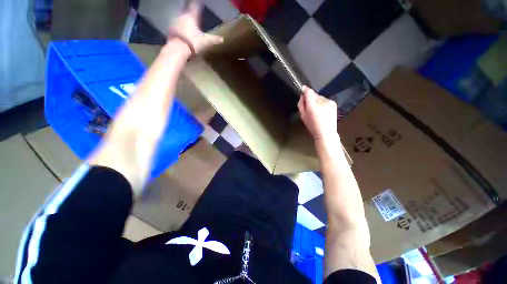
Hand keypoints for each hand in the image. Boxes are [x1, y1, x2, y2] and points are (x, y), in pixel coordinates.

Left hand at [169, 0, 222, 52]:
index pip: (195, 6)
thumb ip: (214, 39)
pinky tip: (181, 27)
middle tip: (191, 7)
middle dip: (189, 8)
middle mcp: (183, 16)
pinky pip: (176, 23)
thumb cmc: (193, 43)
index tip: (199, 0)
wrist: (178, 49)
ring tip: (186, 17)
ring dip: (183, 15)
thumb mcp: (206, 42)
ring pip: (180, 15)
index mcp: (192, 17)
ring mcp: (175, 21)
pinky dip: (179, 23)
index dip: (198, 3)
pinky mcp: (171, 28)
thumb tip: (222, 39)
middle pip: (186, 8)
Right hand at [298, 86, 338, 141]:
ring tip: (316, 110)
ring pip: (319, 97)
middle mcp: (322, 102)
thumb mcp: (303, 116)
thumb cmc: (312, 126)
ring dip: (316, 101)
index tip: (302, 89)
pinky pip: (325, 100)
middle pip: (314, 94)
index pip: (309, 92)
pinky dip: (322, 103)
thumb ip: (301, 104)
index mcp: (312, 106)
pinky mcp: (333, 103)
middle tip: (309, 106)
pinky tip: (322, 111)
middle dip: (310, 98)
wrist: (326, 133)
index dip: (305, 90)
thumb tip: (302, 96)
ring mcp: (329, 102)